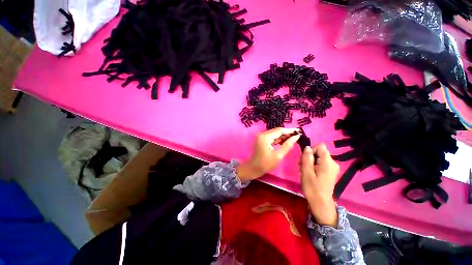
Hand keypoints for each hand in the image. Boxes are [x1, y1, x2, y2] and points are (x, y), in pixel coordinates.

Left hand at [237, 128, 300, 181]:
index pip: (279, 130)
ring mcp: (261, 136)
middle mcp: (262, 134)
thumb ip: (287, 145)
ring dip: (283, 136)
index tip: (299, 131)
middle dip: (287, 133)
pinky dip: (278, 139)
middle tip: (298, 135)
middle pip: (276, 131)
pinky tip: (286, 141)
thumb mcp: (278, 155)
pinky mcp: (262, 139)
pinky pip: (272, 137)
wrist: (254, 168)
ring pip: (274, 134)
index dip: (290, 130)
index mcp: (265, 137)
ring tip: (294, 137)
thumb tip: (296, 137)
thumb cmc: (266, 164)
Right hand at [300, 144, 339, 226]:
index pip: (320, 146)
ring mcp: (332, 167)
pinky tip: (308, 173)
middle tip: (301, 166)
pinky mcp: (330, 171)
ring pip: (318, 157)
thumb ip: (307, 158)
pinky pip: (320, 163)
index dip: (311, 150)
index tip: (305, 159)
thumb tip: (307, 147)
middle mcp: (333, 163)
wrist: (320, 203)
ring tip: (304, 171)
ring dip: (309, 162)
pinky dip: (313, 166)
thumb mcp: (306, 171)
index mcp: (328, 162)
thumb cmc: (312, 187)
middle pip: (318, 152)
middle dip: (308, 157)